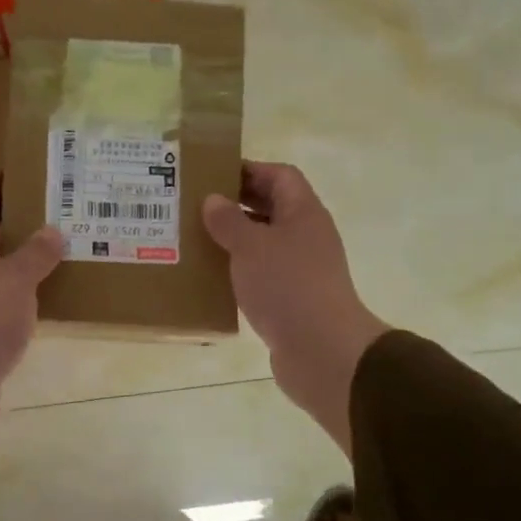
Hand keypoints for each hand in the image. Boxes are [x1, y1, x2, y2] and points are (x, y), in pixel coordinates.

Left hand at [0, 172, 63, 482]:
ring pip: (1, 273)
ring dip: (29, 261)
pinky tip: (57, 298)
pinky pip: (8, 307)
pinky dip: (29, 298)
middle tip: (62, 208)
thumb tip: (53, 231)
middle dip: (21, 220)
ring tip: (69, 248)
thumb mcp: (13, 281)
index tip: (24, 167)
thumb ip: (35, 255)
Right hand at [203, 162, 389, 455]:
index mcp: (303, 213)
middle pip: (273, 208)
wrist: (322, 351)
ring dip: (236, 240)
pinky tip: (214, 278)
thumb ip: (229, 221)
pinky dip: (241, 271)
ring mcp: (303, 269)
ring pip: (266, 243)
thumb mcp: (250, 247)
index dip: (250, 170)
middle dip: (238, 204)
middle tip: (198, 207)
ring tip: (198, 240)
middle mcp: (307, 236)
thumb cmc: (287, 286)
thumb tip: (213, 200)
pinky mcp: (293, 299)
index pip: (280, 176)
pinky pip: (263, 275)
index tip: (213, 174)